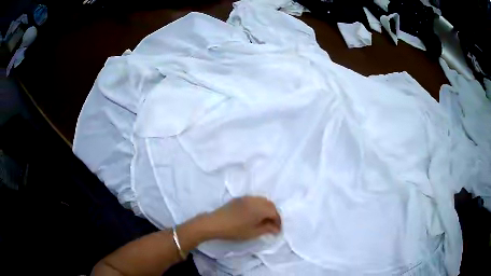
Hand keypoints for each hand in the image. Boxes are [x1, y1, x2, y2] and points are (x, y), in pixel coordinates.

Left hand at [204, 196, 280, 240]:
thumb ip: (267, 229)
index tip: (277, 231)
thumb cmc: (235, 230)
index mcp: (260, 208)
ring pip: (262, 200)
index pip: (275, 213)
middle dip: (274, 214)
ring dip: (266, 209)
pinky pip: (254, 199)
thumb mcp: (253, 232)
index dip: (278, 222)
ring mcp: (247, 198)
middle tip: (272, 225)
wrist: (214, 223)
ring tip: (264, 220)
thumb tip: (276, 229)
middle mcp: (255, 200)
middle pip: (270, 205)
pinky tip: (255, 214)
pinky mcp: (239, 198)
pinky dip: (259, 206)